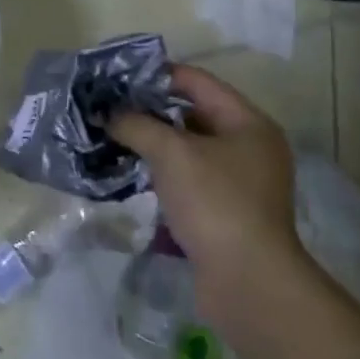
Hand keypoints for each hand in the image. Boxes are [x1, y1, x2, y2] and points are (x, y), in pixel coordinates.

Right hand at [109, 65, 309, 319]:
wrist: (248, 284)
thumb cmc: (215, 203)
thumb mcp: (171, 153)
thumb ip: (136, 125)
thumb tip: (109, 114)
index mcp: (249, 124)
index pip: (199, 82)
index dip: (158, 75)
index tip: (119, 77)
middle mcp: (250, 148)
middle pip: (194, 115)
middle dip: (152, 111)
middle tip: (111, 108)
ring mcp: (241, 183)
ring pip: (190, 150)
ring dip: (155, 144)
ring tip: (115, 138)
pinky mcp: (227, 213)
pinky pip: (190, 180)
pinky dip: (164, 173)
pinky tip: (133, 174)